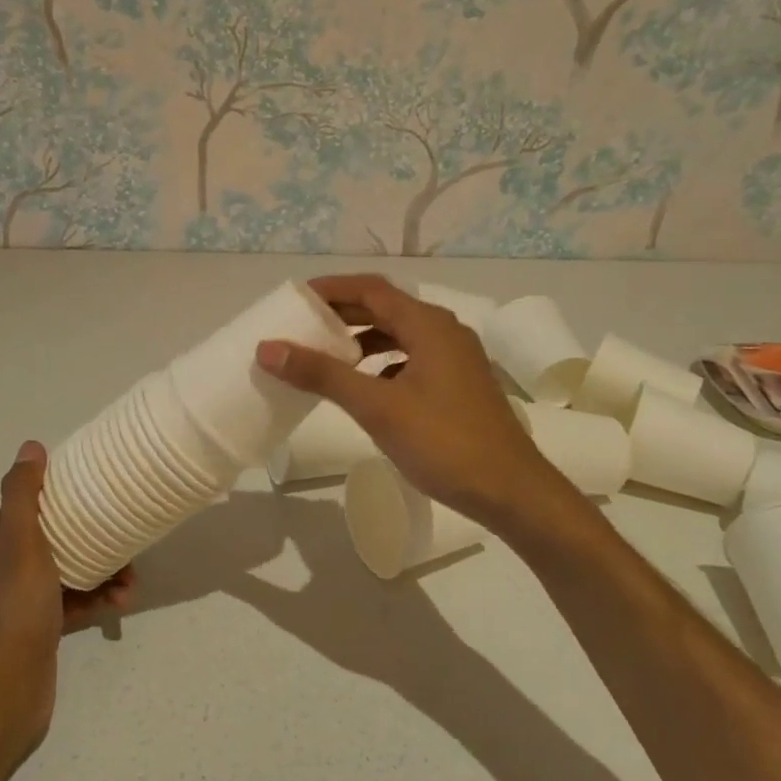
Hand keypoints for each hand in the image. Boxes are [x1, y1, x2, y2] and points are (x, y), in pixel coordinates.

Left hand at [0, 441, 133, 741]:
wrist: (10, 687)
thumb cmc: (17, 606)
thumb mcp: (21, 541)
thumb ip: (24, 494)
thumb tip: (31, 447)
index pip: (28, 504)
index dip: (60, 494)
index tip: (93, 489)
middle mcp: (5, 567)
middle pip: (55, 536)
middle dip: (92, 534)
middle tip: (123, 537)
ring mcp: (24, 600)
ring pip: (71, 569)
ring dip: (103, 569)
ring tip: (130, 577)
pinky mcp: (42, 626)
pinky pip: (76, 600)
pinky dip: (99, 597)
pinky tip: (121, 600)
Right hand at [255, 274, 565, 527]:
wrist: (511, 491)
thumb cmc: (444, 442)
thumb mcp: (377, 407)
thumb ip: (322, 374)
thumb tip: (269, 348)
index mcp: (428, 325)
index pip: (371, 288)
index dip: (331, 289)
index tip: (294, 299)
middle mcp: (445, 331)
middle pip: (386, 308)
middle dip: (343, 314)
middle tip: (302, 325)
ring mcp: (456, 358)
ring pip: (400, 334)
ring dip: (363, 339)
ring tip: (326, 354)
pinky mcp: (459, 384)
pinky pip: (412, 358)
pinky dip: (383, 362)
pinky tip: (365, 386)